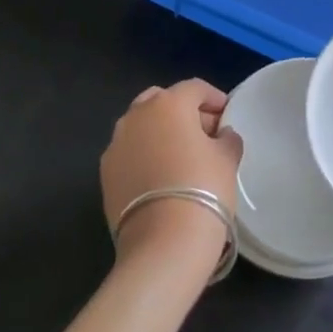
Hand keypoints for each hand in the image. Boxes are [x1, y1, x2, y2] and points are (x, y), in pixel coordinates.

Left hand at [101, 80, 242, 277]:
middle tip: (203, 133)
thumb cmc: (203, 188)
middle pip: (161, 100)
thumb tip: (221, 135)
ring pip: (141, 126)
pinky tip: (161, 177)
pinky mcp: (105, 173)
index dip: (214, 98)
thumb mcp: (227, 159)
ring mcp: (116, 144)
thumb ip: (227, 138)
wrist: (163, 243)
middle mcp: (136, 115)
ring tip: (181, 156)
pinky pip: (129, 153)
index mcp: (168, 103)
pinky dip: (144, 156)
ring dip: (160, 132)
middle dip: (182, 111)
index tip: (226, 114)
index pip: (194, 88)